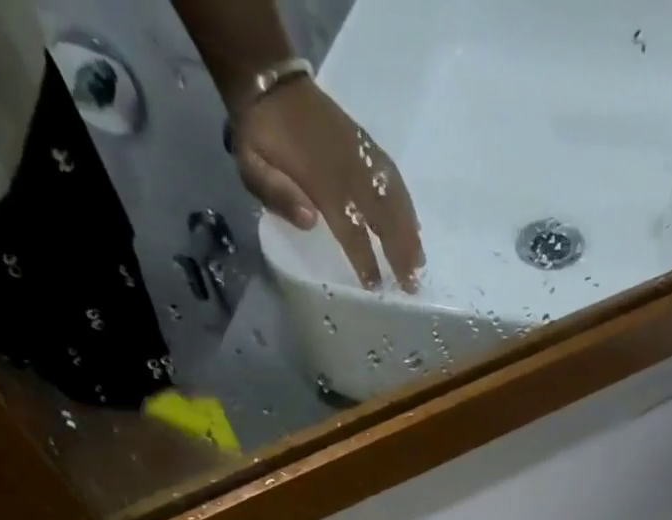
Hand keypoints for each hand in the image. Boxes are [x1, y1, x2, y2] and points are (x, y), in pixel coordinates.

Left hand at [232, 78, 424, 290]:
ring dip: (410, 232)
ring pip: (394, 199)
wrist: (270, 82)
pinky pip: (394, 179)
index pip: (351, 229)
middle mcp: (349, 170)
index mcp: (322, 181)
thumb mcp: (251, 164)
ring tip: (420, 261)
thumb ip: (277, 194)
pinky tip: (414, 225)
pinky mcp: (366, 147)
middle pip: (383, 218)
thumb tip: (311, 221)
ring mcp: (361, 156)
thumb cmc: (259, 134)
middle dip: (399, 252)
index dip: (365, 259)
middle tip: (412, 284)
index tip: (377, 286)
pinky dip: (407, 204)